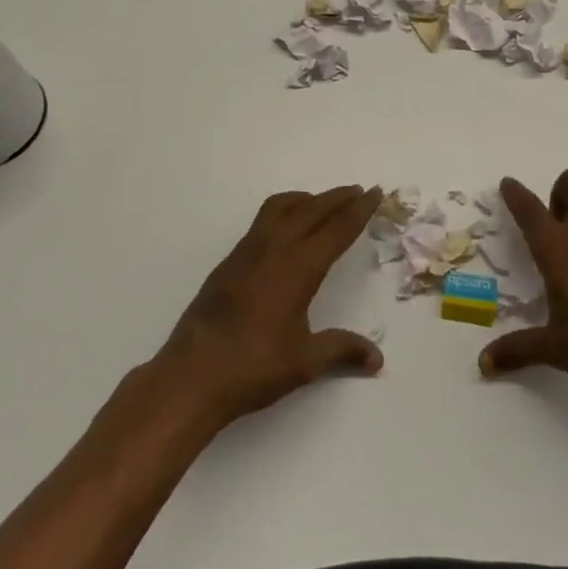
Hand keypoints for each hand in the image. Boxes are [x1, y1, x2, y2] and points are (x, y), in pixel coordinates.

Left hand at [155, 186, 383, 426]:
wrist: (191, 376)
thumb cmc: (253, 368)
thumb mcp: (305, 362)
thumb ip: (342, 351)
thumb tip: (377, 359)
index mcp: (298, 268)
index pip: (336, 230)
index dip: (358, 211)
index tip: (375, 194)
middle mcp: (273, 250)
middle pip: (310, 210)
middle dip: (337, 198)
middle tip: (358, 192)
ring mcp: (246, 253)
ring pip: (280, 208)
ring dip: (306, 200)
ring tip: (322, 204)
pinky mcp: (228, 263)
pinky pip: (262, 222)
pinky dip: (283, 213)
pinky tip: (286, 232)